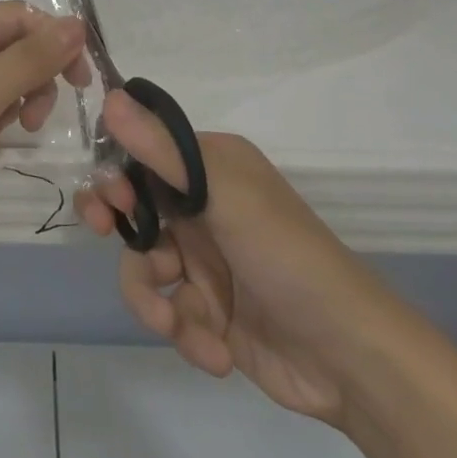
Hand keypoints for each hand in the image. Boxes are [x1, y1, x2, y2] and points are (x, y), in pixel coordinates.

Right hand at [76, 92, 420, 427]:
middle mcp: (203, 207)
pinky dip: (185, 333)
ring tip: (173, 325)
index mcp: (210, 168)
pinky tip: (215, 351)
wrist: (352, 360)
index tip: (112, 200)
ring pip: (143, 266)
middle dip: (117, 227)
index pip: (143, 155)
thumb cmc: (287, 257)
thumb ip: (162, 151)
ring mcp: (205, 261)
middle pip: (133, 208)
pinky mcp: (208, 312)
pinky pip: (168, 311)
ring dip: (150, 300)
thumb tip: (109, 97)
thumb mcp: (224, 196)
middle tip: (104, 233)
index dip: (116, 175)